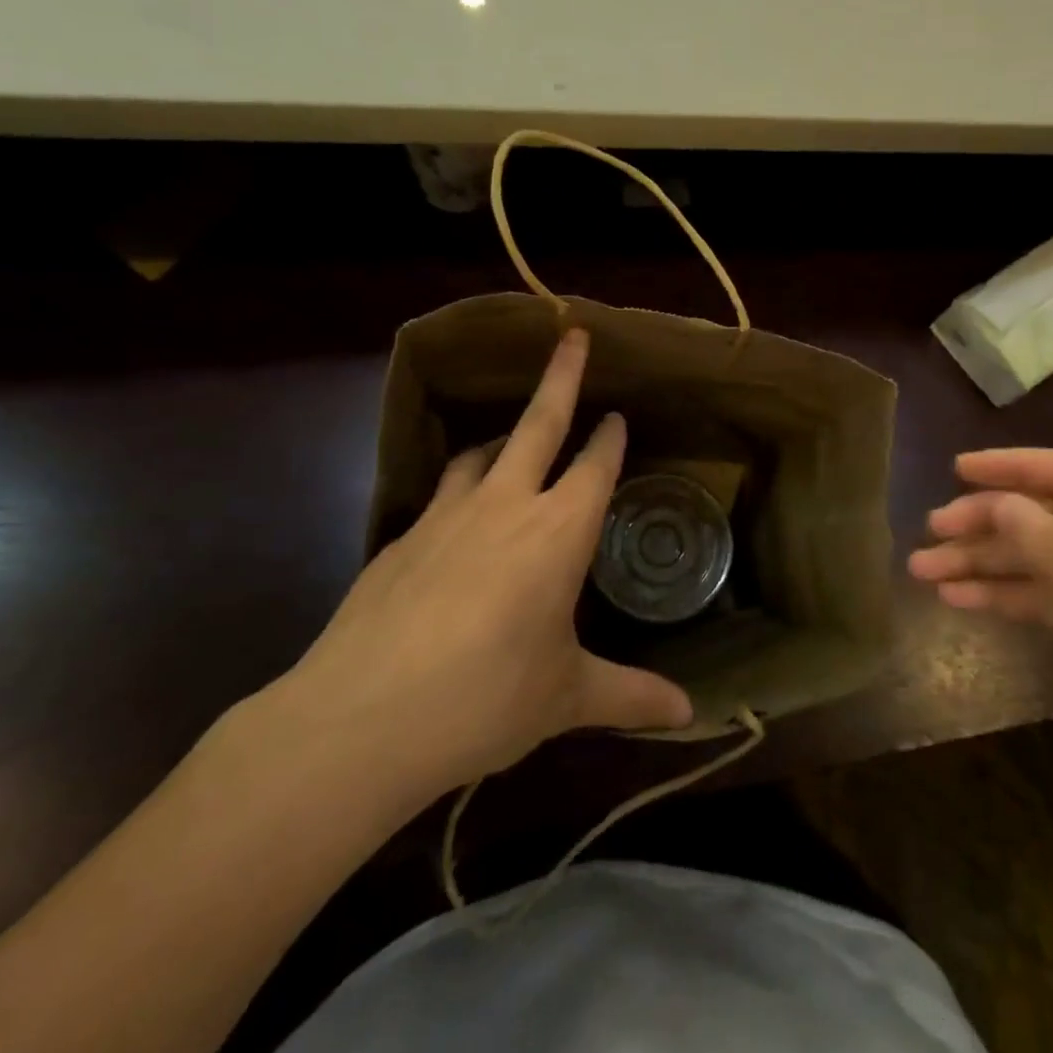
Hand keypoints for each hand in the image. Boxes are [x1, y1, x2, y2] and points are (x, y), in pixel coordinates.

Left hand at [261, 330, 692, 818]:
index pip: (594, 466)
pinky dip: (462, 485)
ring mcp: (446, 514)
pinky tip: (459, 516)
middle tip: (573, 334)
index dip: (609, 438)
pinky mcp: (400, 537)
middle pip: (539, 422)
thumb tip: (690, 715)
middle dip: (562, 375)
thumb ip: (630, 696)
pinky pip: (442, 491)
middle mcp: (505, 505)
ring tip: (516, 436)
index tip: (617, 415)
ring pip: (483, 451)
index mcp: (557, 532)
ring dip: (506, 435)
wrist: (362, 719)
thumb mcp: (567, 697)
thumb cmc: (486, 699)